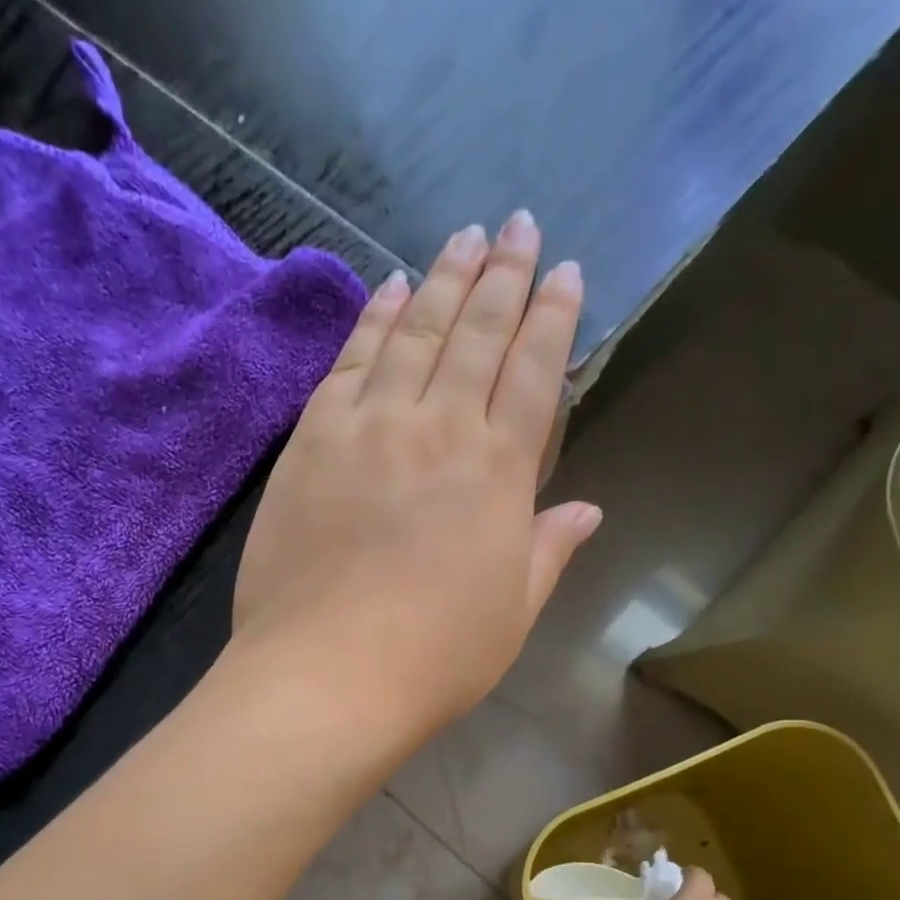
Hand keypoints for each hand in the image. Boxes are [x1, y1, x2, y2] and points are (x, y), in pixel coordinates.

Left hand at [231, 213, 599, 748]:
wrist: (328, 675)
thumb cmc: (435, 659)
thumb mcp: (513, 614)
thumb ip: (547, 550)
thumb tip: (587, 508)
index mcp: (498, 473)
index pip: (534, 372)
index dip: (552, 317)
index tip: (565, 271)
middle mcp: (439, 429)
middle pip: (476, 334)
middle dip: (503, 273)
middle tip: (517, 224)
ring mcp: (369, 427)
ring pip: (414, 331)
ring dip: (442, 279)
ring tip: (462, 236)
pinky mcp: (312, 441)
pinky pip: (350, 361)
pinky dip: (373, 319)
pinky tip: (388, 288)